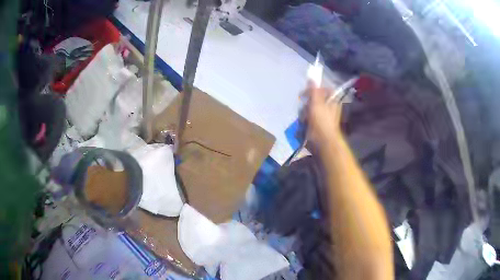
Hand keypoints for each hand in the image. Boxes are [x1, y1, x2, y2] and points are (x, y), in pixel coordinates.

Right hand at [304, 84, 342, 146]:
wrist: (322, 141)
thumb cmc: (322, 121)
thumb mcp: (317, 102)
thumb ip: (313, 90)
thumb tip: (312, 77)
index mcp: (332, 100)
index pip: (323, 89)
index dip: (314, 89)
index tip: (305, 93)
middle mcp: (328, 107)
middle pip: (314, 99)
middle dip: (307, 103)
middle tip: (305, 107)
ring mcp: (322, 116)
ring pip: (309, 109)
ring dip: (304, 113)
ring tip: (304, 119)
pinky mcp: (316, 124)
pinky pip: (308, 118)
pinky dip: (304, 120)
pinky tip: (304, 124)